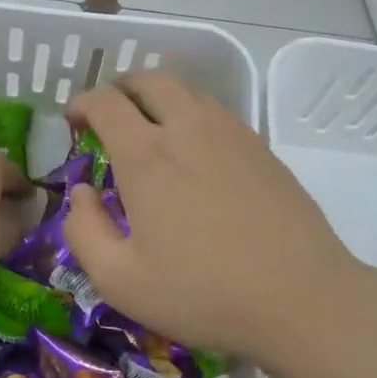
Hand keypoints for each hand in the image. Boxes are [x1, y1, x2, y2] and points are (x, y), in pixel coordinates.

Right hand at [63, 71, 364, 362]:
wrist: (302, 298)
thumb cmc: (203, 293)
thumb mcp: (121, 280)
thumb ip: (84, 231)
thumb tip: (81, 193)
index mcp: (147, 155)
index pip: (105, 102)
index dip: (82, 103)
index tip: (74, 122)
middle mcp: (187, 128)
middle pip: (148, 80)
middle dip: (120, 88)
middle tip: (109, 116)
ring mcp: (230, 133)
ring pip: (185, 90)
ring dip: (157, 98)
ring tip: (149, 130)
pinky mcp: (261, 147)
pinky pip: (215, 111)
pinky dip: (190, 114)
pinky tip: (193, 153)